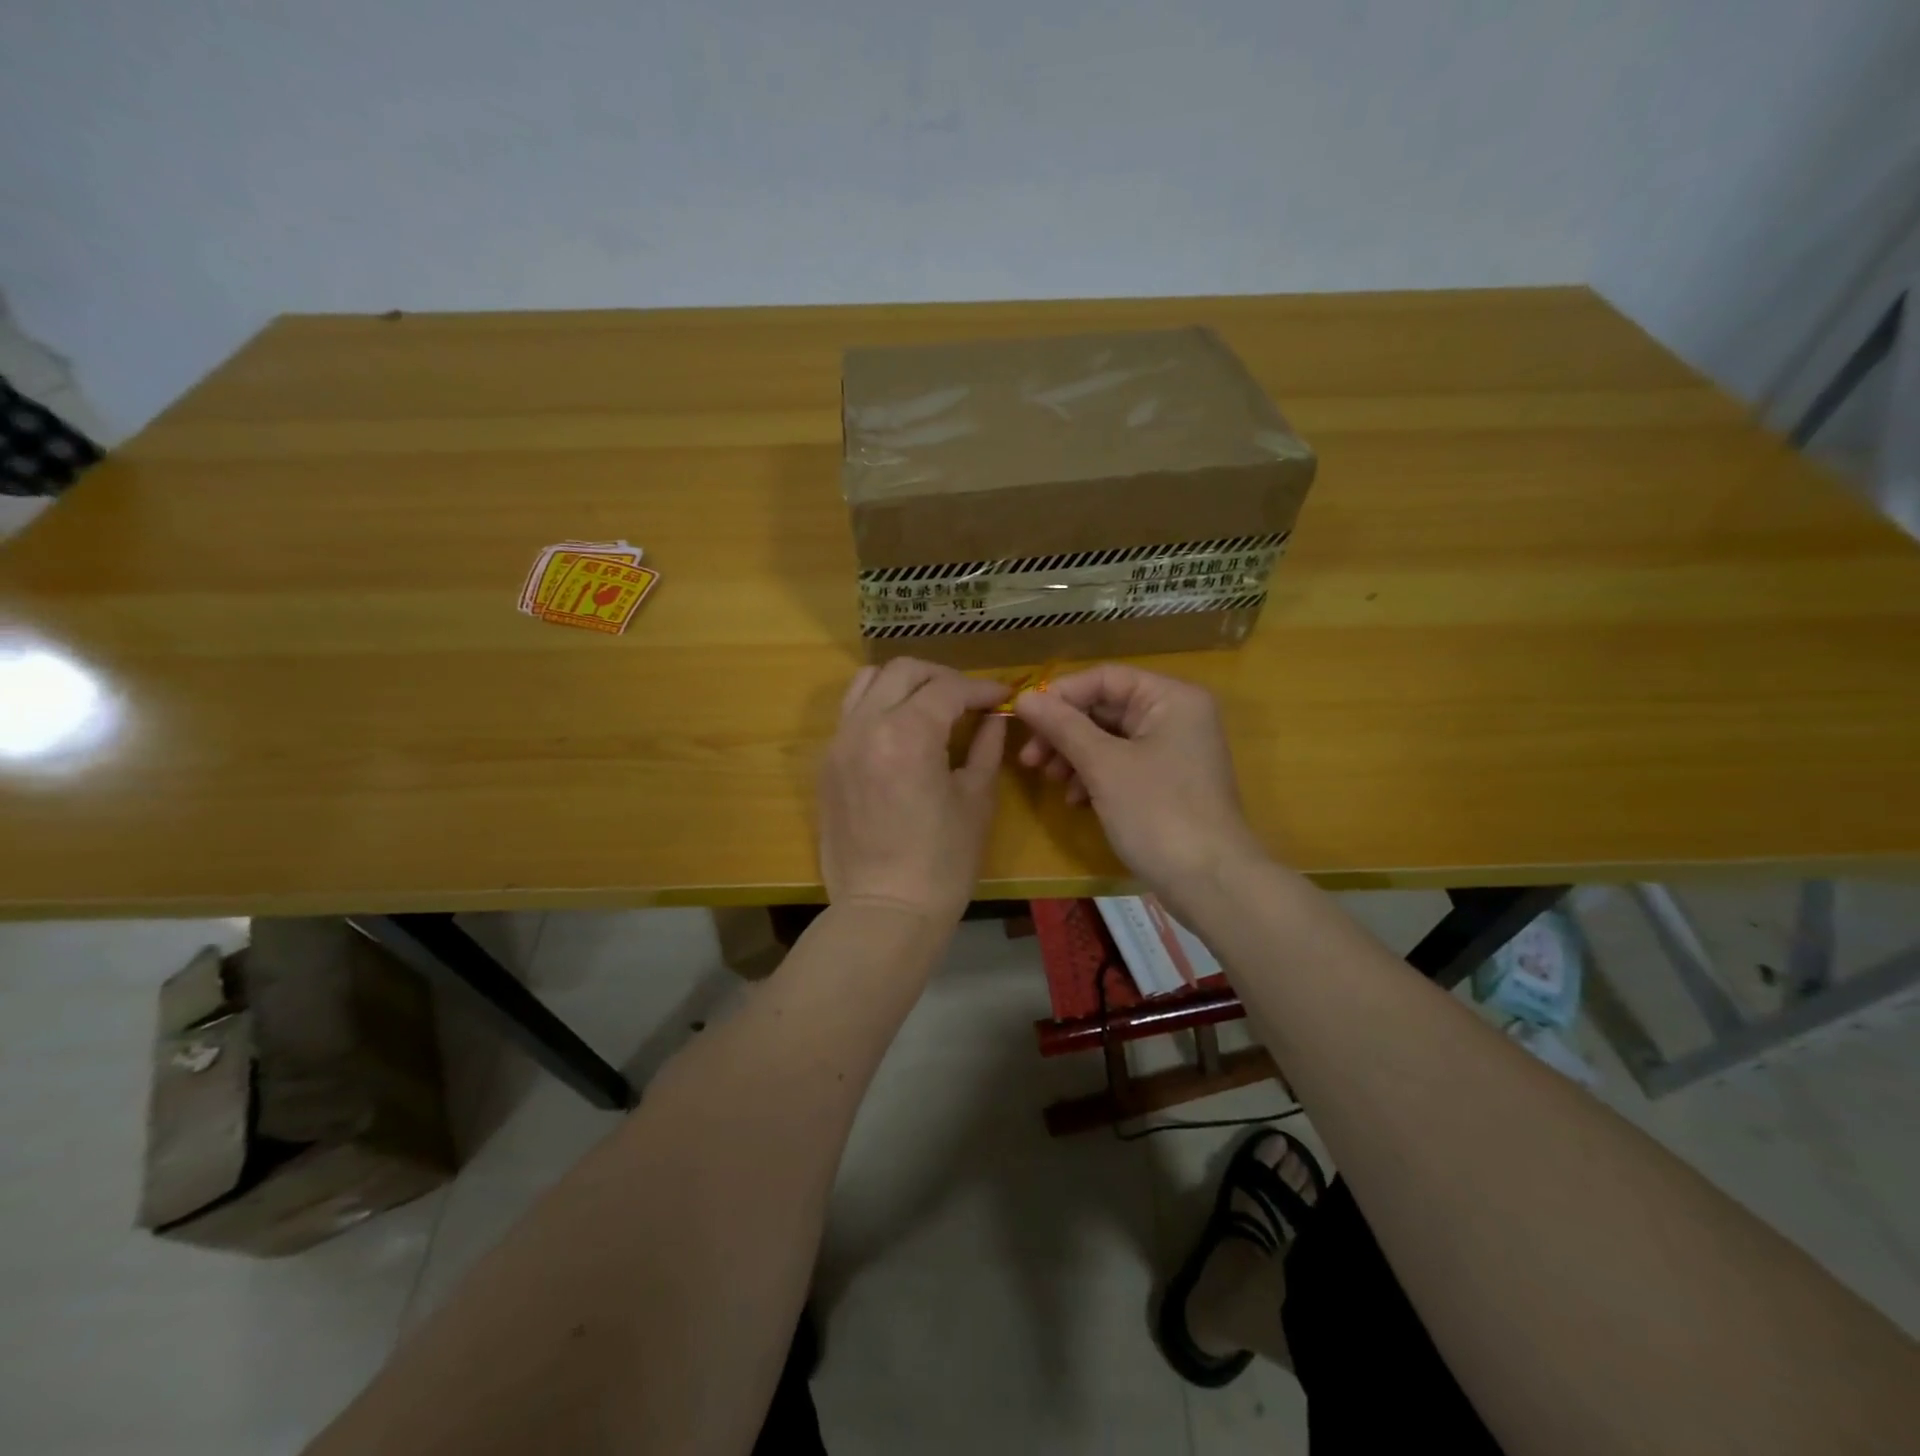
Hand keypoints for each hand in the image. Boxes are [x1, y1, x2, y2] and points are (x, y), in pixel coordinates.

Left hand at [818, 658, 1008, 921]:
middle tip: (968, 697)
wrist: (884, 910)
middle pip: (902, 671)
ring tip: (930, 704)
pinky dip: (878, 706)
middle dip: (941, 676)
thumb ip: (985, 747)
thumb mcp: (976, 801)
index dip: (980, 688)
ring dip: (903, 683)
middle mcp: (865, 726)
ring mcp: (839, 743)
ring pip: (867, 683)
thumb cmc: (942, 862)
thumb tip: (993, 718)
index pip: (947, 689)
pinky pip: (851, 714)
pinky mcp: (827, 764)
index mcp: (907, 733)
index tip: (1003, 697)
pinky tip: (901, 730)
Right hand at [1013, 664, 1266, 915]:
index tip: (1024, 719)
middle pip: (1106, 707)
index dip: (1061, 694)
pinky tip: (1075, 799)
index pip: (1105, 678)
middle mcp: (1176, 716)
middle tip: (1029, 757)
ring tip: (1049, 779)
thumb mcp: (1104, 766)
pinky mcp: (1167, 782)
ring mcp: (1173, 751)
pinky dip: (1094, 775)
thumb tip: (1022, 698)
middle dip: (1064, 731)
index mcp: (1171, 698)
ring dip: (1074, 755)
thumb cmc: (1158, 813)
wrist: (1210, 883)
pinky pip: (1121, 764)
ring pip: (1110, 738)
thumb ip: (1062, 727)